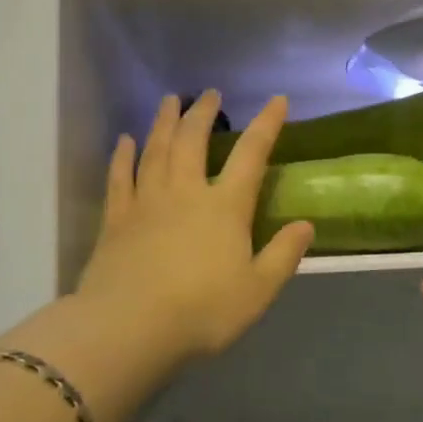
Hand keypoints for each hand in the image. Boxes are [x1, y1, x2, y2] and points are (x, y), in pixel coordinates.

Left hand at [74, 92, 312, 374]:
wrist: (130, 328)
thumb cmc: (202, 311)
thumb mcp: (258, 291)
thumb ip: (283, 255)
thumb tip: (306, 225)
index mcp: (224, 207)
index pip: (251, 155)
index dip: (266, 124)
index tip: (277, 99)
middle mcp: (185, 192)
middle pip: (193, 141)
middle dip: (203, 113)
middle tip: (208, 93)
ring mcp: (146, 202)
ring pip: (155, 150)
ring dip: (163, 122)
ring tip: (169, 100)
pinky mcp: (116, 219)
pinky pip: (119, 178)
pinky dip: (123, 156)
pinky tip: (124, 141)